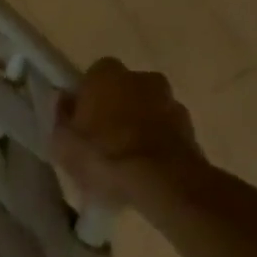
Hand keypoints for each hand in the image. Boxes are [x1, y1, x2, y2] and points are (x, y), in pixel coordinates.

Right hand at [52, 58, 202, 209]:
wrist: (162, 183)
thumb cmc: (103, 153)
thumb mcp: (62, 141)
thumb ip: (62, 116)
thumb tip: (64, 100)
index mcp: (107, 74)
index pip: (95, 73)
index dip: (89, 93)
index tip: (82, 116)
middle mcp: (143, 79)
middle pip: (128, 88)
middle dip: (119, 105)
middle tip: (106, 134)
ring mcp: (173, 104)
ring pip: (151, 110)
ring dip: (142, 125)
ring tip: (128, 156)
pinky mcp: (194, 132)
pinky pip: (168, 133)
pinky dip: (159, 144)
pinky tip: (147, 168)